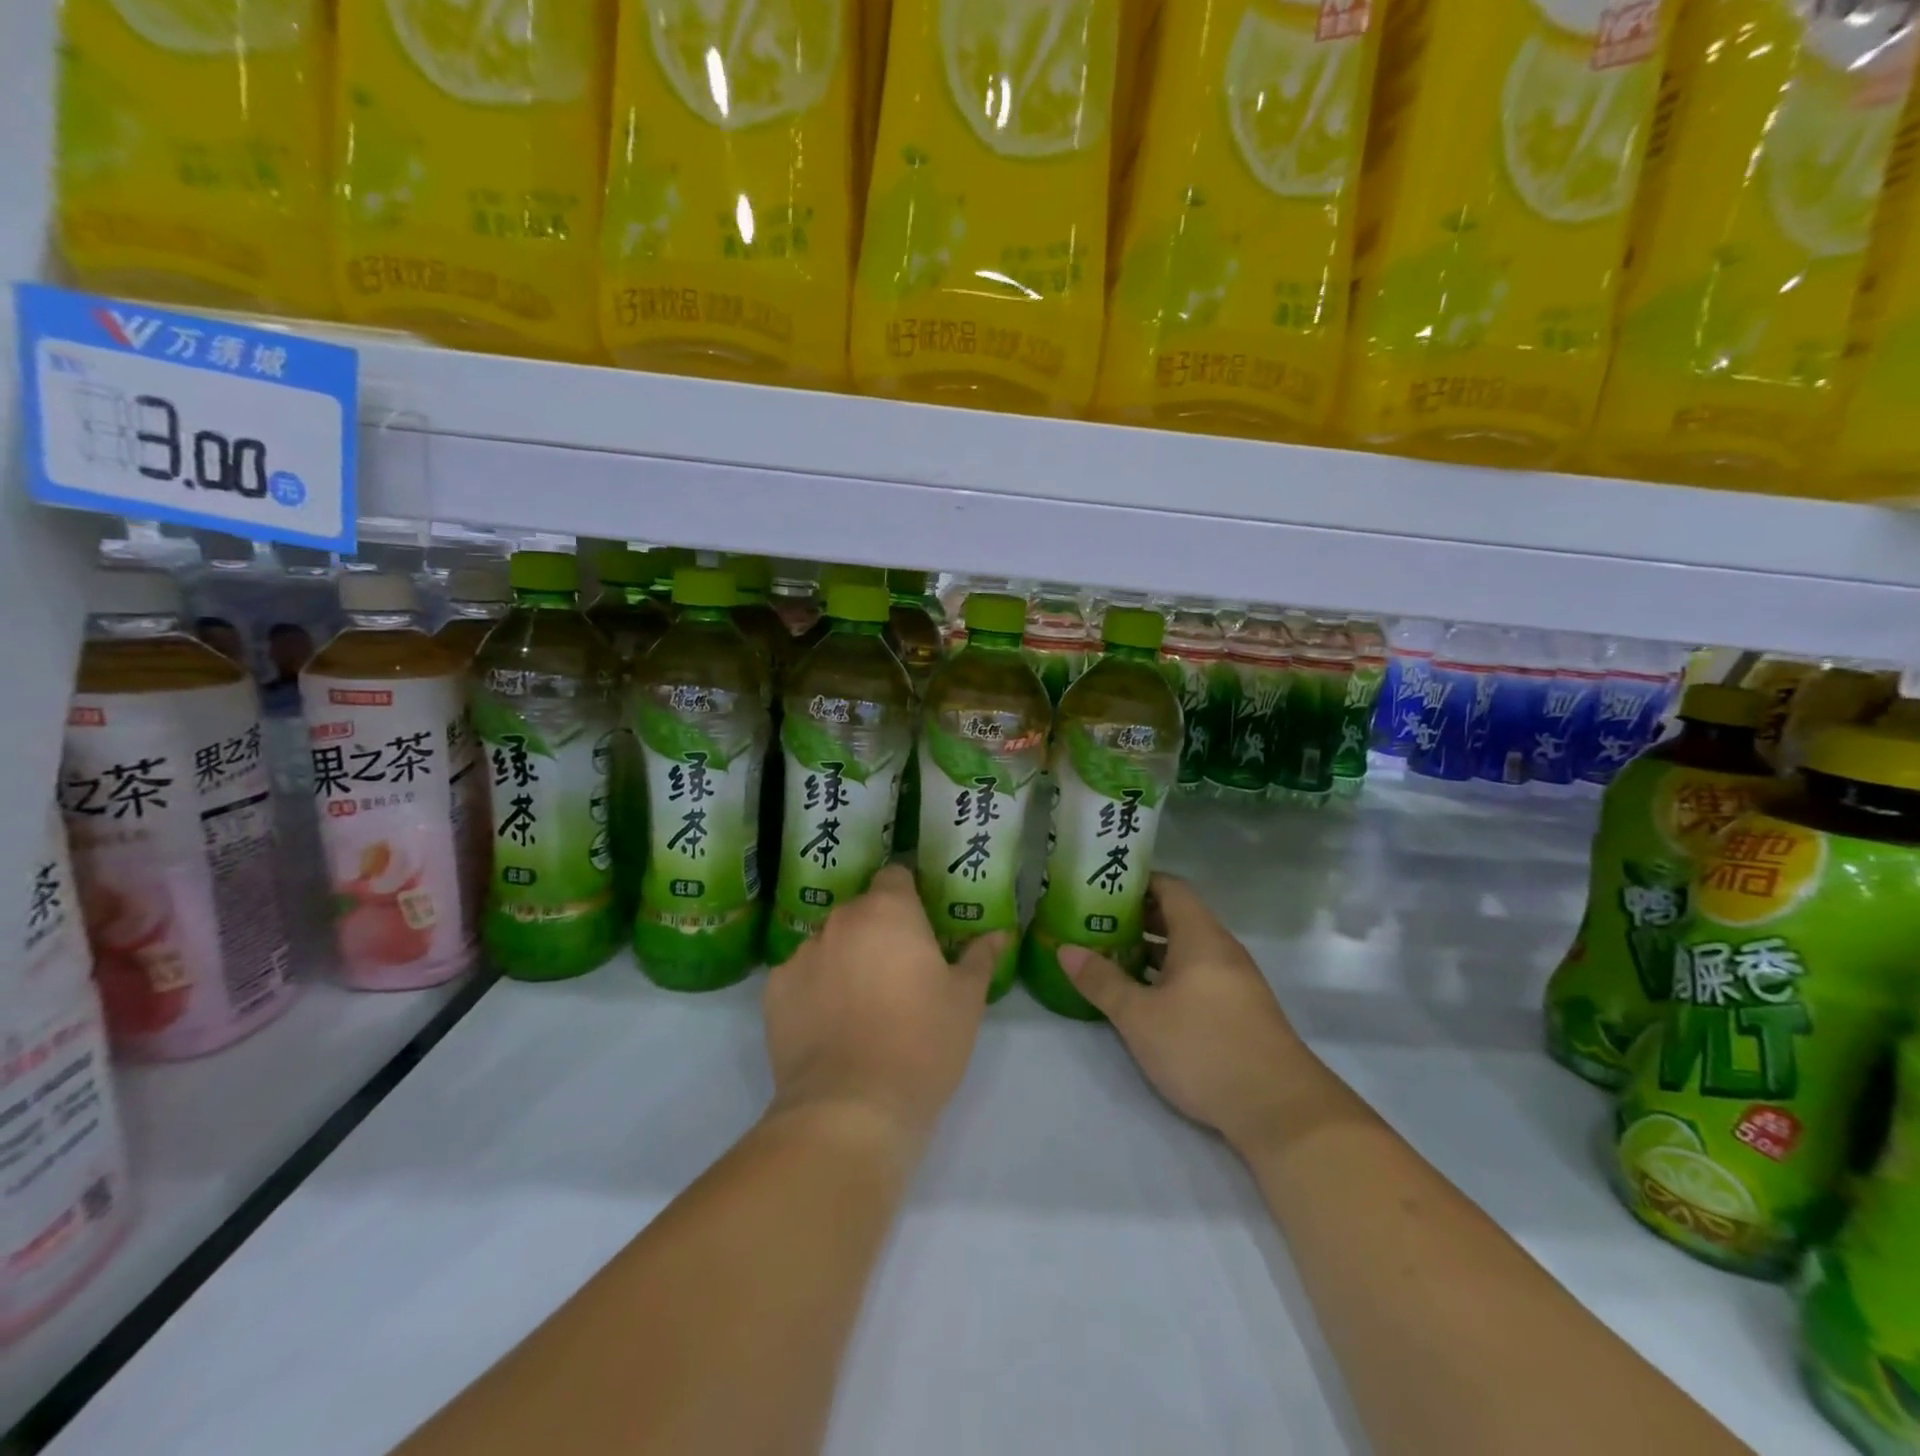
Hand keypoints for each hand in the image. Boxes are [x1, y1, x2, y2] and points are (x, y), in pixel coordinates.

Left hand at [763, 865, 1005, 1154]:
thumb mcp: (966, 1001)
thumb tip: (1000, 933)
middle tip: (899, 971)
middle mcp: (841, 920)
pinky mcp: (774, 990)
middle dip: (879, 930)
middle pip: (862, 910)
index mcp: (889, 910)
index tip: (922, 926)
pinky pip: (801, 975)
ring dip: (845, 958)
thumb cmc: (922, 1043)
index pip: (895, 875)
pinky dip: (814, 989)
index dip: (910, 895)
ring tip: (861, 1004)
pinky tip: (829, 1025)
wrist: (850, 1109)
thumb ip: (980, 958)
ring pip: (830, 942)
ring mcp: (802, 953)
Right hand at [1059, 874, 1312, 1156]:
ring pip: (1187, 948)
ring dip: (1151, 948)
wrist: (1280, 1109)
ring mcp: (1235, 980)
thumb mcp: (1140, 1016)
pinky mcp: (1240, 1010)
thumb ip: (1102, 981)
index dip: (1137, 882)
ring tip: (1111, 956)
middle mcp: (1221, 948)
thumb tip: (1065, 950)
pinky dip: (1169, 973)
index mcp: (1200, 936)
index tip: (1102, 887)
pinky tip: (1145, 996)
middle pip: (1177, 916)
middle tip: (1096, 922)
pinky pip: (1198, 974)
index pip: (1170, 887)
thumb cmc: (1203, 1048)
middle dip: (1137, 916)